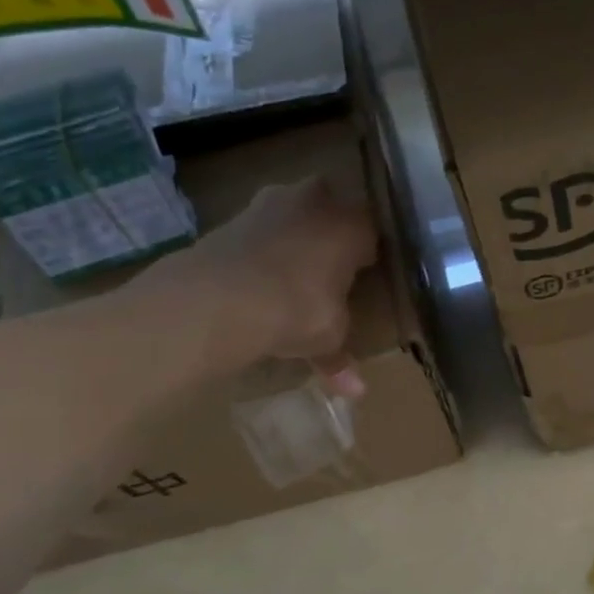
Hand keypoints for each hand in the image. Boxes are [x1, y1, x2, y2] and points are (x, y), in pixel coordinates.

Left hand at [129, 178, 377, 391]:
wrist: (221, 297)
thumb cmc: (299, 310)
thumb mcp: (328, 338)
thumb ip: (340, 358)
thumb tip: (356, 391)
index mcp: (353, 224)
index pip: (373, 232)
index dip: (369, 255)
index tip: (365, 277)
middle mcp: (317, 201)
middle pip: (332, 212)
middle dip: (330, 235)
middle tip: (330, 270)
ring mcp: (270, 202)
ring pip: (293, 216)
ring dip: (293, 238)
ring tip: (291, 275)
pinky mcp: (231, 215)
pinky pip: (260, 231)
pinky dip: (261, 250)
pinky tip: (258, 278)